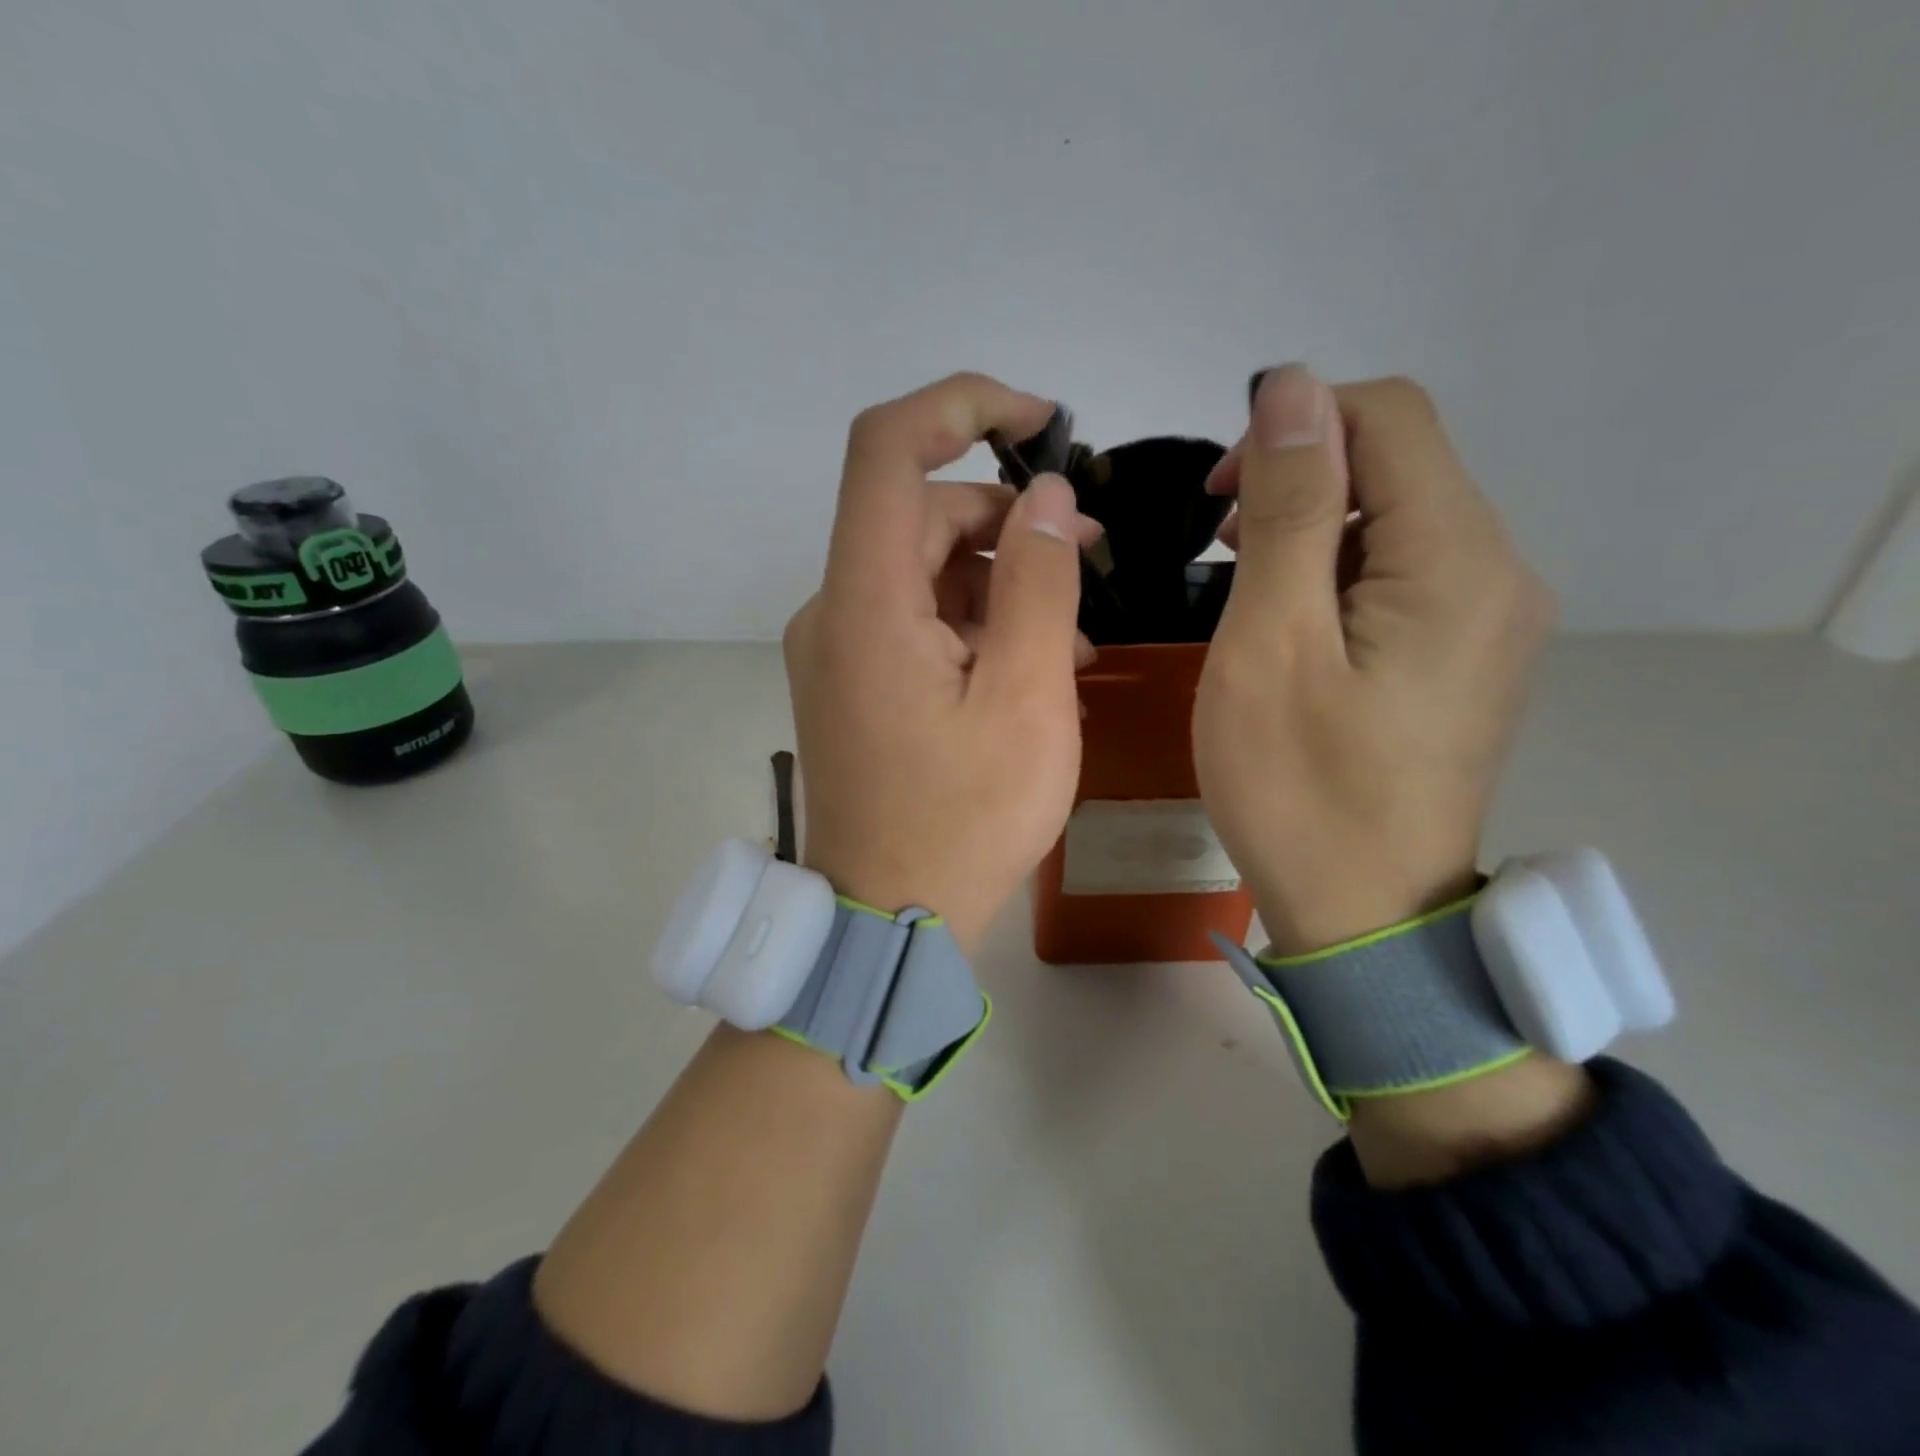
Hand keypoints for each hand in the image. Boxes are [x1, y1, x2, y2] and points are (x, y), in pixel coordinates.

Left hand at [783, 373, 1102, 951]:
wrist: (889, 918)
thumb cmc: (966, 819)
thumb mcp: (1027, 699)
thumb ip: (1039, 583)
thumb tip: (1047, 497)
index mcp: (865, 602)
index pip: (887, 449)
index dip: (962, 407)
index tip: (1040, 421)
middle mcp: (835, 609)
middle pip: (921, 516)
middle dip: (1009, 520)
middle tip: (1091, 554)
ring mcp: (840, 648)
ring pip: (925, 571)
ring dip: (1001, 581)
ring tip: (1074, 634)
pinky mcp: (855, 680)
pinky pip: (915, 620)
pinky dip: (973, 623)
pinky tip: (1030, 664)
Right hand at [1194, 366, 1555, 954]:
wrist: (1365, 914)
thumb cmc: (1299, 784)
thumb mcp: (1272, 640)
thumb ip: (1289, 508)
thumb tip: (1290, 387)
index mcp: (1458, 559)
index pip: (1388, 416)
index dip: (1293, 426)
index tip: (1216, 498)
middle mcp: (1499, 572)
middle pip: (1400, 463)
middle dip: (1299, 479)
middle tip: (1216, 549)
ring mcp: (1491, 619)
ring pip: (1399, 519)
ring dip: (1313, 526)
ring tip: (1244, 585)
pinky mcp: (1466, 657)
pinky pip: (1406, 574)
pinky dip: (1339, 571)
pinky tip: (1291, 621)